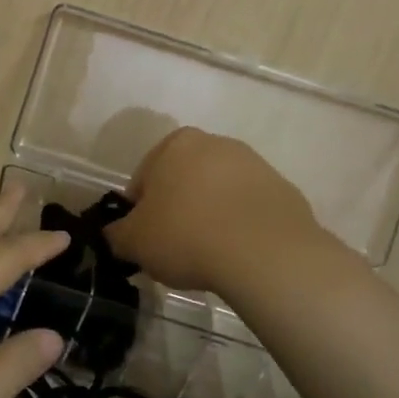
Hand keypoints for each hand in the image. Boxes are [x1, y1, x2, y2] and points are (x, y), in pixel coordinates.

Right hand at [104, 127, 332, 292]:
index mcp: (175, 144)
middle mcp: (216, 143)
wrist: (266, 253)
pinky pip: (250, 210)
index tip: (145, 239)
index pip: (144, 178)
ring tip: (209, 254)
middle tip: (175, 247)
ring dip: (210, 215)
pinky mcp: (284, 190)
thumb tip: (114, 234)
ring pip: (219, 193)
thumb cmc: (187, 236)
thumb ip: (116, 234)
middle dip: (178, 208)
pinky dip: (241, 227)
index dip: (139, 211)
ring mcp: (255, 165)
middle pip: (184, 180)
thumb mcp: (134, 242)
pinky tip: (238, 254)